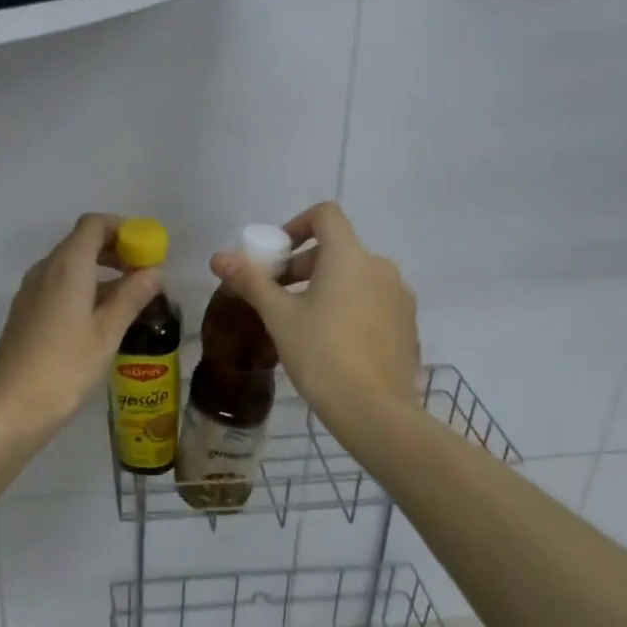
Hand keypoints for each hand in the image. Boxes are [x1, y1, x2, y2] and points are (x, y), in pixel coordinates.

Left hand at [0, 213, 165, 439]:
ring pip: (70, 265)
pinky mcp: (25, 312)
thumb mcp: (107, 333)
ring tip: (130, 298)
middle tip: (145, 274)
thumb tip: (155, 271)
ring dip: (100, 271)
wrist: (11, 409)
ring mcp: (30, 291)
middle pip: (81, 242)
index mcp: (67, 266)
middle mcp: (45, 269)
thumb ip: (132, 296)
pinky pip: (58, 285)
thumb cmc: (65, 369)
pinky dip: (82, 287)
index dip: (123, 228)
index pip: (94, 224)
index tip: (147, 249)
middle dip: (115, 250)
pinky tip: (100, 317)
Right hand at [208, 201, 419, 425]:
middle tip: (278, 296)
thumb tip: (218, 257)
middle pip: (337, 249)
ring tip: (302, 322)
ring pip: (356, 277)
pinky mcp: (407, 325)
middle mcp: (380, 268)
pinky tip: (333, 343)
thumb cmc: (322, 354)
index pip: (325, 215)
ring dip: (326, 286)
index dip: (296, 225)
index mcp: (349, 257)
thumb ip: (251, 281)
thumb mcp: (279, 316)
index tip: (277, 257)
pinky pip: (373, 302)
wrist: (375, 411)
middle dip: (303, 265)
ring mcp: (399, 297)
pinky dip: (349, 307)